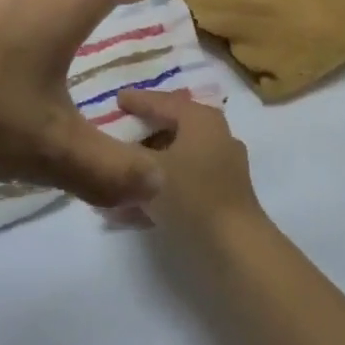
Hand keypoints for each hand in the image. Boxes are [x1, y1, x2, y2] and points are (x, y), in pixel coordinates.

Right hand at [115, 88, 265, 244]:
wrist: (233, 246)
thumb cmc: (190, 195)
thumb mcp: (147, 170)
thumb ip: (125, 154)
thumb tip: (110, 148)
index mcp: (201, 120)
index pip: (163, 102)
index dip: (138, 100)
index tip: (117, 99)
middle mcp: (216, 136)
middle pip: (172, 128)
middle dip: (142, 135)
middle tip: (117, 133)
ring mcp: (222, 167)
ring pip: (176, 159)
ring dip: (146, 168)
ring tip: (118, 176)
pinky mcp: (221, 195)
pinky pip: (182, 183)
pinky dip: (159, 189)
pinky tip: (130, 209)